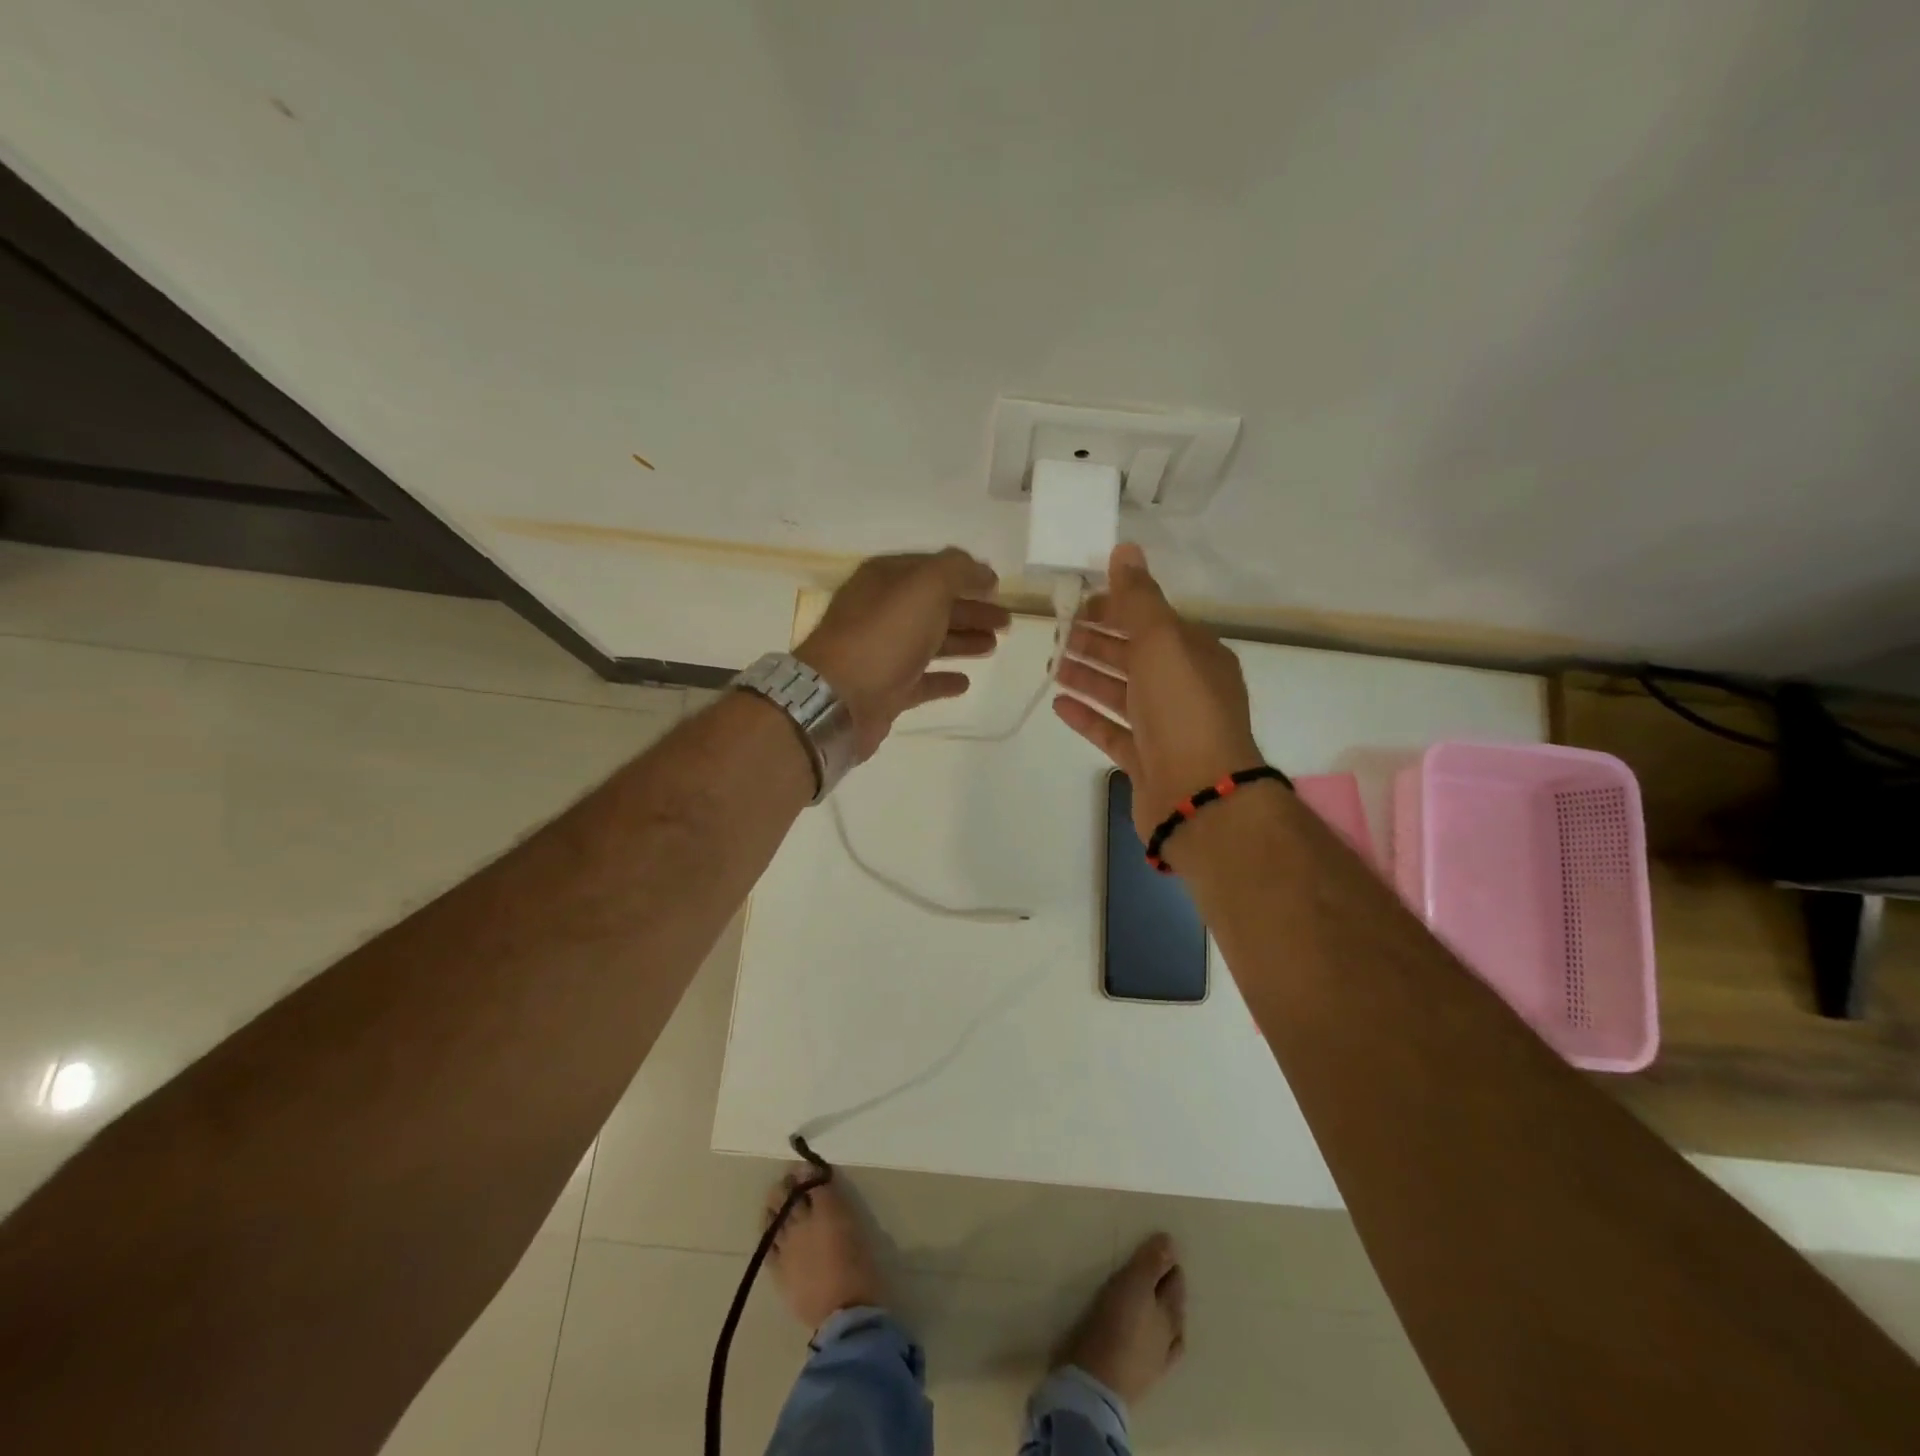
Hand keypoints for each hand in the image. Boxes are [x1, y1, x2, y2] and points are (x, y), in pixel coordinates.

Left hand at [797, 548, 1010, 759]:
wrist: (840, 698)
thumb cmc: (884, 635)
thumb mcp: (925, 586)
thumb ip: (957, 570)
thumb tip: (981, 571)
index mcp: (885, 580)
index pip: (930, 569)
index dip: (965, 575)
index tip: (997, 586)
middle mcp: (881, 612)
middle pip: (934, 606)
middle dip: (971, 610)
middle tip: (1007, 621)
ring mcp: (882, 653)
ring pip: (930, 642)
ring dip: (962, 640)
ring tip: (994, 645)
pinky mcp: (886, 690)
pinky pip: (921, 680)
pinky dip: (943, 679)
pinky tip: (965, 681)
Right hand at [1052, 544, 1264, 842]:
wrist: (1199, 795)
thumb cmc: (1182, 710)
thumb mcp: (1162, 642)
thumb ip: (1139, 598)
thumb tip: (1125, 549)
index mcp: (1196, 655)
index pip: (1152, 621)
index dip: (1116, 608)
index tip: (1079, 603)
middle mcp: (1184, 689)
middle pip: (1134, 657)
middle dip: (1097, 642)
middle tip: (1057, 635)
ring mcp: (1166, 729)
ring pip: (1121, 694)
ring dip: (1088, 677)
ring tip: (1052, 667)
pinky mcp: (1147, 761)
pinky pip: (1112, 732)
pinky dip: (1088, 716)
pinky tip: (1060, 705)